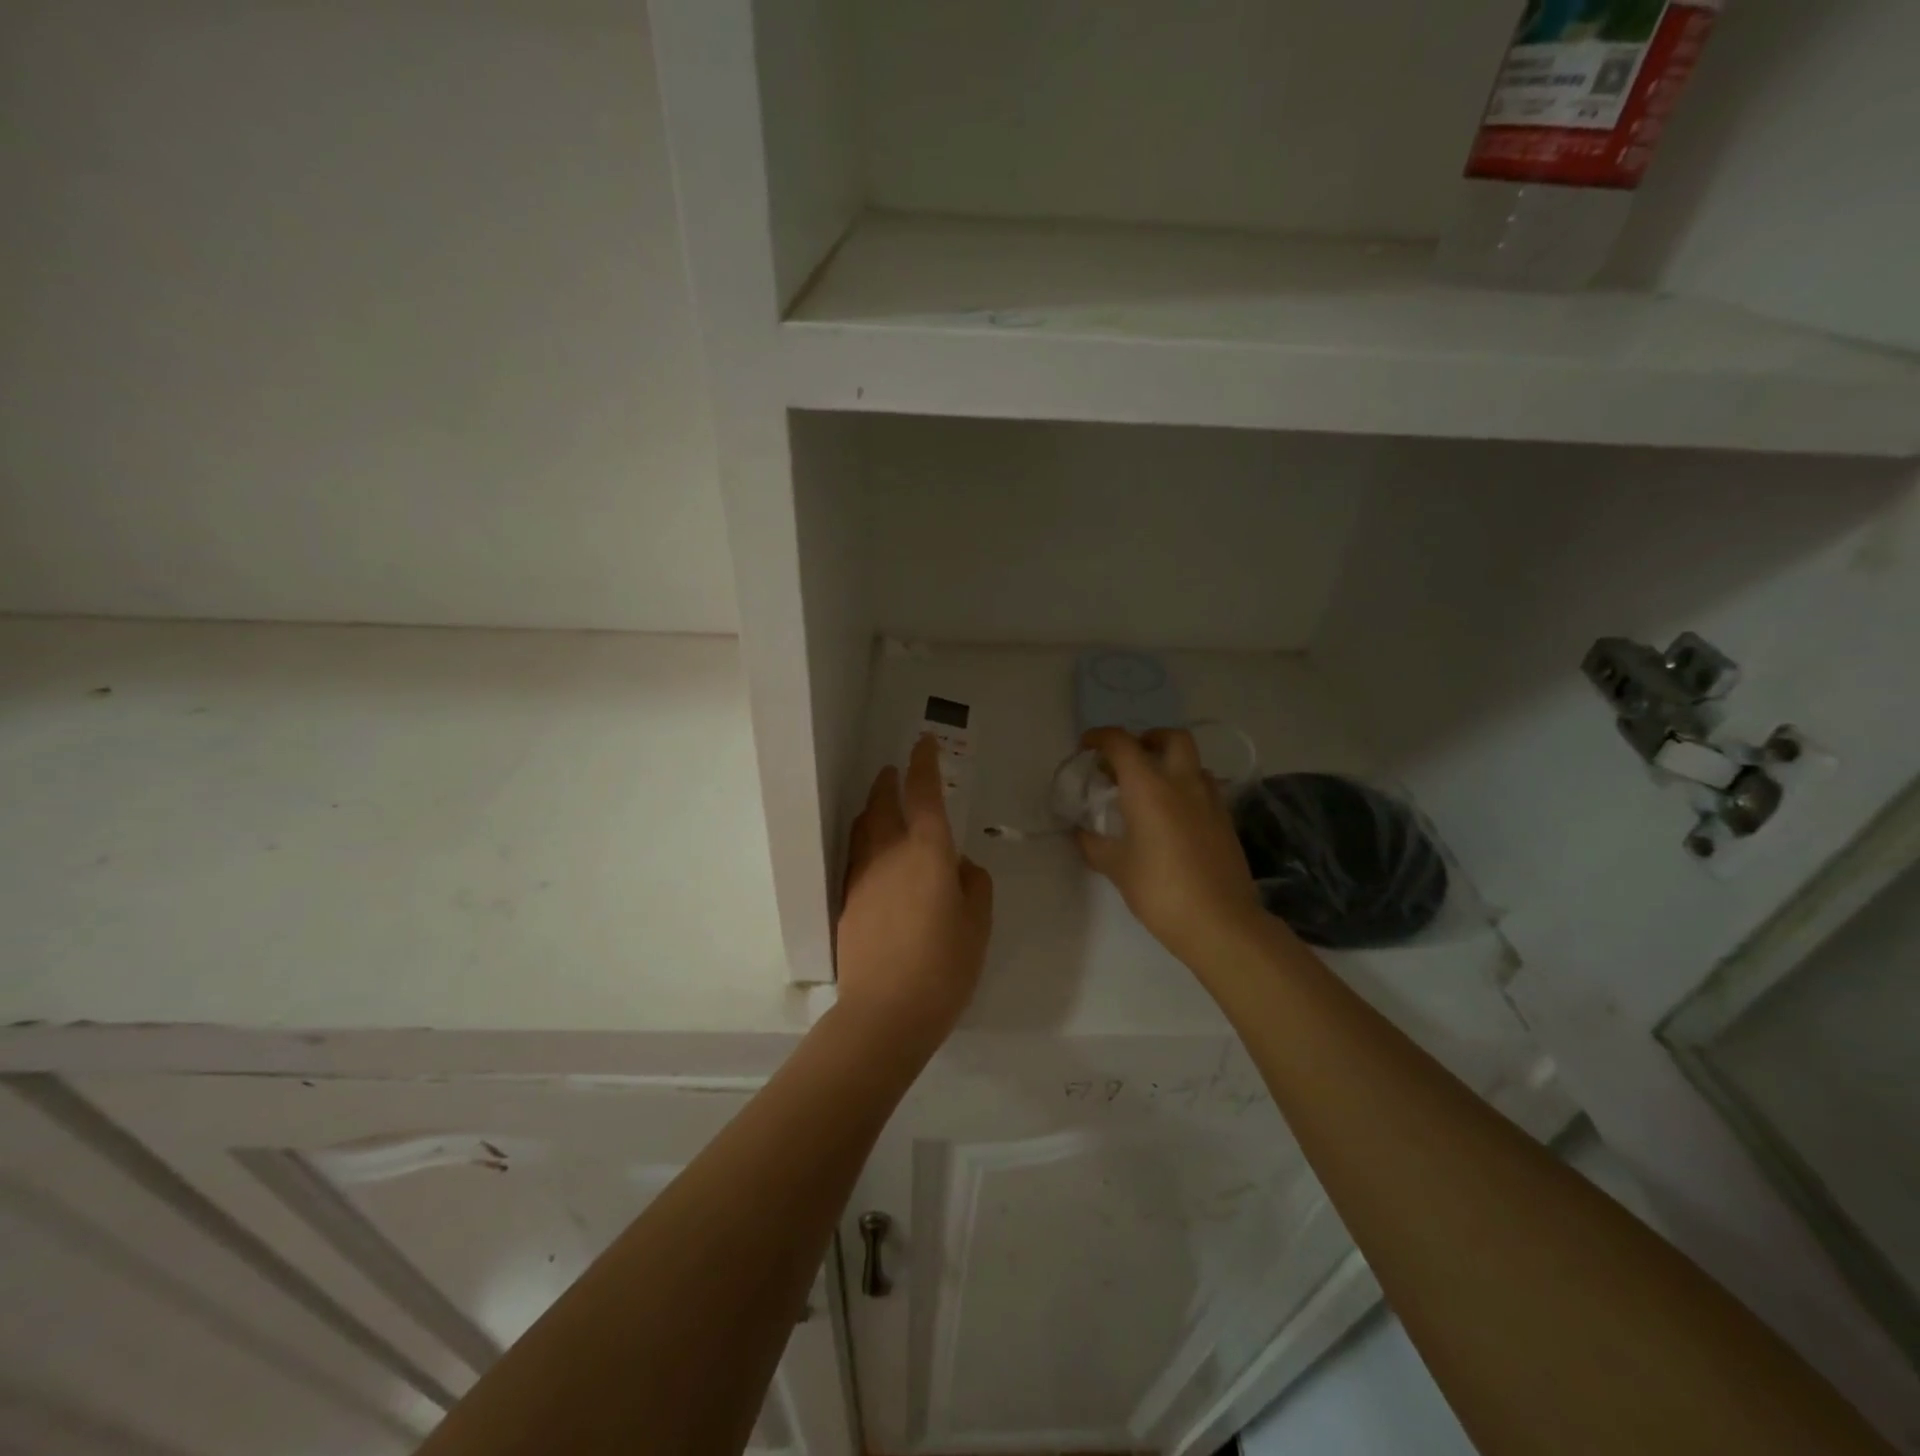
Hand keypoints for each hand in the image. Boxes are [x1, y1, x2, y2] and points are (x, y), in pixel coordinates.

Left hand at [836, 735, 993, 1050]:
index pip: (923, 794)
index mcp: (927, 852)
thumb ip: (974, 885)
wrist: (885, 1013)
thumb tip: (960, 867)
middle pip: (882, 804)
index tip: (922, 743)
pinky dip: (865, 841)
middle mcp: (889, 854)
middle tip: (894, 772)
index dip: (923, 763)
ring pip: (862, 828)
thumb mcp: (978, 925)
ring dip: (872, 808)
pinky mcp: (846, 902)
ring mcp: (861, 878)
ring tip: (881, 806)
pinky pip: (855, 857)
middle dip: (888, 782)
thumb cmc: (944, 967)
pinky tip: (874, 857)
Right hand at [1076, 727, 1265, 966]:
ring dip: (1170, 763)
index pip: (1122, 743)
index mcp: (1149, 787)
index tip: (1087, 747)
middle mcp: (1182, 783)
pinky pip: (1205, 788)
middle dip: (1147, 739)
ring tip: (1150, 788)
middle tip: (1128, 760)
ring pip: (1193, 763)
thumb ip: (1093, 844)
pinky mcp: (1226, 821)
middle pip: (1171, 738)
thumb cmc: (1159, 890)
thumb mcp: (1116, 867)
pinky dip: (1186, 788)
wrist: (1220, 922)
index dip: (1101, 737)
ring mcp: (1210, 800)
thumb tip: (1080, 832)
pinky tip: (1173, 816)